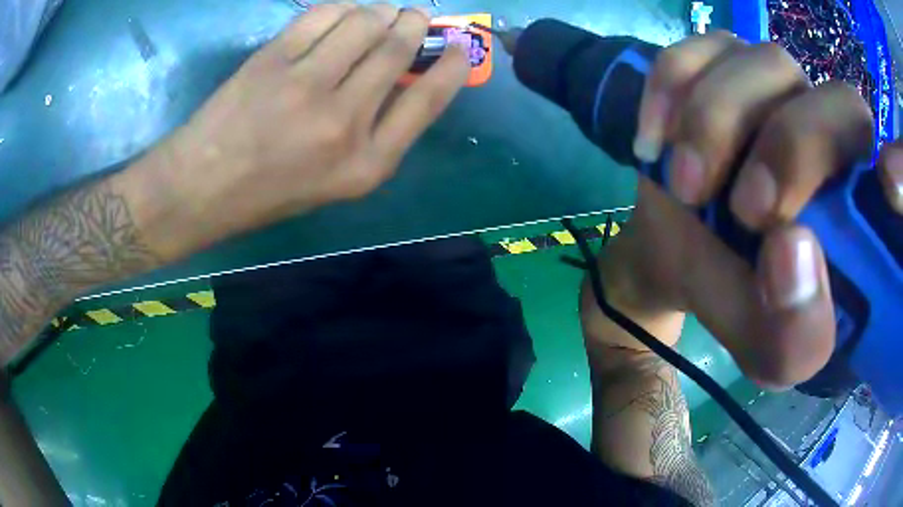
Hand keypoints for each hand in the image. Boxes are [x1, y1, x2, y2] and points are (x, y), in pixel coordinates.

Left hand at [152, 3, 468, 257]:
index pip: (429, 100)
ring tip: (375, 15)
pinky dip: (340, 8)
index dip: (453, 65)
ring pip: (366, 22)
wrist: (201, 188)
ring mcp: (307, 86)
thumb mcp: (336, 181)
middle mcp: (345, 122)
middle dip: (415, 22)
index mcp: (367, 164)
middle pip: (399, 49)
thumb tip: (402, 76)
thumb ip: (377, 132)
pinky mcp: (274, 60)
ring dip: (380, 10)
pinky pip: (324, 14)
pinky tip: (339, 15)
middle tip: (412, 16)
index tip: (459, 45)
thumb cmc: (268, 192)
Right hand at [624, 32, 902, 387]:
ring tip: (684, 186)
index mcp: (857, 199)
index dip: (884, 160)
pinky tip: (655, 140)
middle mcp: (828, 127)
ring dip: (716, 123)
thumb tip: (792, 251)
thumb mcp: (771, 352)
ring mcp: (772, 84)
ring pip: (763, 63)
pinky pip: (698, 49)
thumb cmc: (741, 305)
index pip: (886, 165)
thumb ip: (797, 334)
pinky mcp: (717, 63)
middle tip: (744, 212)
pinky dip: (670, 89)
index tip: (841, 204)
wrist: (683, 260)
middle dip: (789, 149)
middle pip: (835, 100)